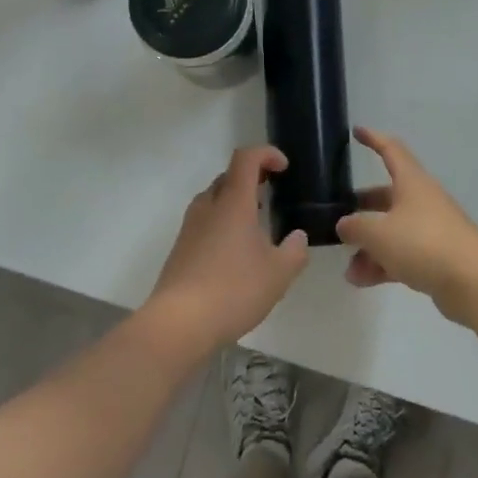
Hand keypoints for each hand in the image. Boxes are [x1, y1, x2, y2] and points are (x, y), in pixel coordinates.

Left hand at [144, 146, 309, 354]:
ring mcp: (190, 226)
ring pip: (215, 199)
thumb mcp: (278, 273)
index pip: (246, 158)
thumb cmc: (233, 289)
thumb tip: (298, 237)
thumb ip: (294, 251)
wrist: (179, 323)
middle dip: (252, 178)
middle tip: (272, 193)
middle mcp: (208, 206)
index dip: (266, 154)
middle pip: (229, 176)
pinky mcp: (181, 248)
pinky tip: (236, 252)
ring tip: (257, 224)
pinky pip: (205, 221)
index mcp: (233, 201)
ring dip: (236, 201)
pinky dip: (223, 223)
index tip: (284, 167)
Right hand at [336, 128, 477, 325]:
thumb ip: (355, 226)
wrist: (473, 282)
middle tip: (340, 215)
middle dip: (363, 206)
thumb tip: (344, 224)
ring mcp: (431, 229)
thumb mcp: (379, 233)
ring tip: (348, 268)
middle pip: (387, 195)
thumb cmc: (423, 244)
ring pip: (393, 230)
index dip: (373, 139)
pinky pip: (402, 254)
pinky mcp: (436, 257)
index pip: (391, 150)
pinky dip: (383, 264)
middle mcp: (422, 200)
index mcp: (411, 182)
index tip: (356, 131)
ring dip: (369, 246)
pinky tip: (361, 280)